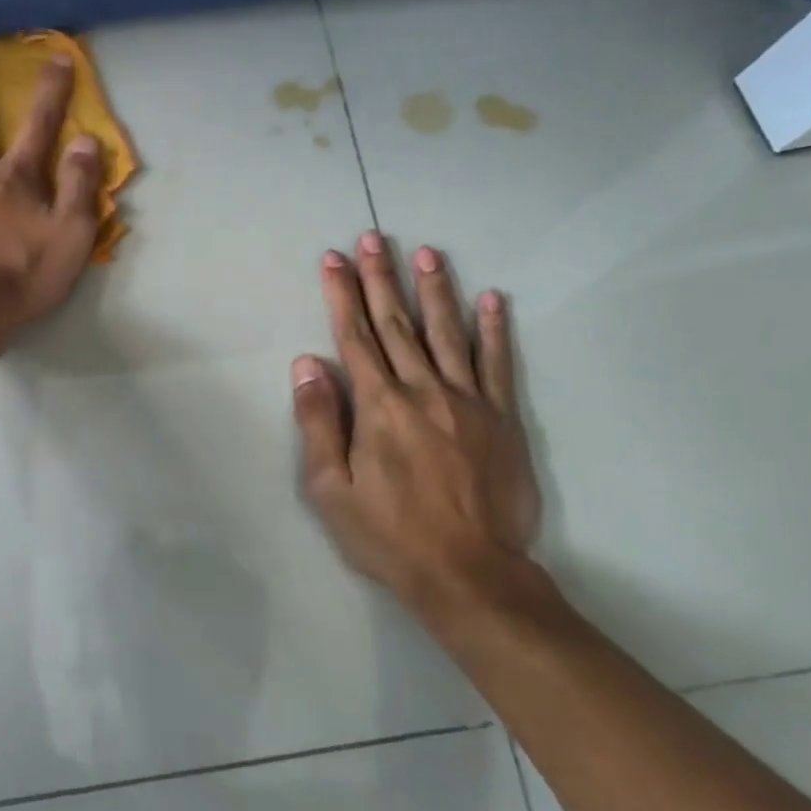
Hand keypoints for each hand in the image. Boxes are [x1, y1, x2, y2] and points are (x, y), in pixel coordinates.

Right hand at [292, 234, 541, 623]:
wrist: (470, 573)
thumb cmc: (389, 535)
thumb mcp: (331, 490)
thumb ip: (319, 423)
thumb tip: (308, 364)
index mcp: (378, 406)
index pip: (354, 336)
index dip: (342, 294)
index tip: (334, 258)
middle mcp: (422, 390)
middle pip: (397, 323)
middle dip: (382, 277)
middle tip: (374, 237)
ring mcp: (467, 401)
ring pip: (447, 332)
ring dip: (435, 289)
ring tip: (427, 252)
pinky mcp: (502, 418)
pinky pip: (497, 363)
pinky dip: (494, 328)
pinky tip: (493, 298)